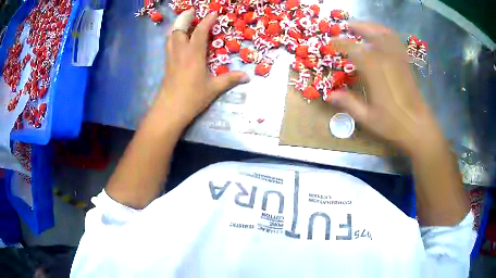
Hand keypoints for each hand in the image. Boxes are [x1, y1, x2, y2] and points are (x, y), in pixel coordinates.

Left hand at [157, 9, 249, 126]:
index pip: (200, 32)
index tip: (213, 13)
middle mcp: (181, 52)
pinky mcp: (166, 64)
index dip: (207, 21)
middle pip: (179, 29)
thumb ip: (230, 80)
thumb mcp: (213, 89)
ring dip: (177, 26)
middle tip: (192, 11)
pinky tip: (177, 39)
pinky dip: (173, 36)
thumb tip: (247, 77)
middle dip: (185, 17)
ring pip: (171, 36)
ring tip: (184, 22)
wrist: (170, 110)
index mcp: (194, 55)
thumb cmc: (192, 98)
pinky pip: (168, 45)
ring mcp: (171, 58)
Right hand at [328, 23, 444, 154]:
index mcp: (376, 72)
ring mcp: (399, 60)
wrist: (419, 129)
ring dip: (372, 27)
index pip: (355, 49)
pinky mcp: (406, 64)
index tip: (331, 42)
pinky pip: (396, 42)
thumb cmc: (393, 126)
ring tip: (362, 27)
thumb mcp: (368, 118)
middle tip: (347, 26)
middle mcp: (388, 60)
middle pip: (372, 33)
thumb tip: (329, 95)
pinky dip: (386, 34)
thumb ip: (349, 104)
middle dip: (358, 26)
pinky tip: (381, 38)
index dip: (341, 43)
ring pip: (386, 34)